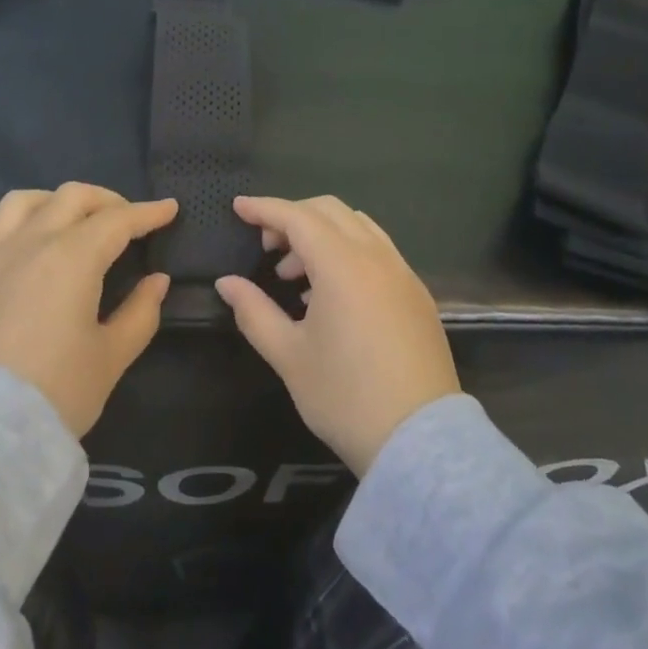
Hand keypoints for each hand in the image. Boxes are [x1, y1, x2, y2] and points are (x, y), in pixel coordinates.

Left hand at [0, 185, 176, 437]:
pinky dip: (17, 226)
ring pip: (24, 201)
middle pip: (72, 197)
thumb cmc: (55, 393)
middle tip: (127, 219)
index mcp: (72, 257)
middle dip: (107, 200)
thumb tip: (157, 280)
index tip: (169, 208)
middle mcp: (30, 242)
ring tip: (72, 221)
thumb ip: (140, 312)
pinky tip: (25, 247)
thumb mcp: (111, 357)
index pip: (118, 220)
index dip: (148, 212)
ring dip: (56, 201)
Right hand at [214, 196, 458, 476]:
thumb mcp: (289, 356)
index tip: (238, 207)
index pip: (297, 217)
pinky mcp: (417, 293)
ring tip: (296, 275)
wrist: (420, 441)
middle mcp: (376, 256)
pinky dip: (348, 250)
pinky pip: (377, 249)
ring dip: (322, 233)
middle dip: (292, 217)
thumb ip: (254, 311)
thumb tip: (227, 283)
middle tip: (266, 247)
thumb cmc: (345, 396)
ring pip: (357, 225)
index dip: (264, 208)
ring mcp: (402, 272)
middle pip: (329, 211)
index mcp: (342, 265)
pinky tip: (331, 292)